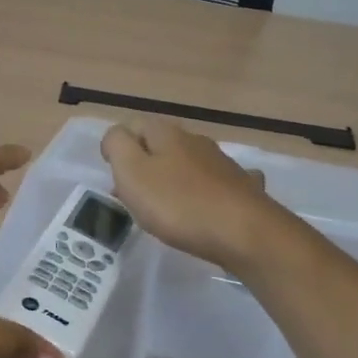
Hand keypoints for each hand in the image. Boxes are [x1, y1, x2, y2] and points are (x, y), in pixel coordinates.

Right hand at [101, 118, 285, 270]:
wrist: (244, 232)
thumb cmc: (178, 204)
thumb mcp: (132, 172)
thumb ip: (117, 146)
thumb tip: (116, 136)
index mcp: (167, 134)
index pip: (134, 125)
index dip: (119, 147)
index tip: (113, 177)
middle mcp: (196, 141)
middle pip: (161, 145)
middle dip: (145, 165)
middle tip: (134, 197)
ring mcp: (223, 163)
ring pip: (189, 163)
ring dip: (174, 178)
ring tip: (166, 207)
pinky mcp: (242, 188)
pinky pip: (217, 183)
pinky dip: (207, 191)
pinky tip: (208, 206)